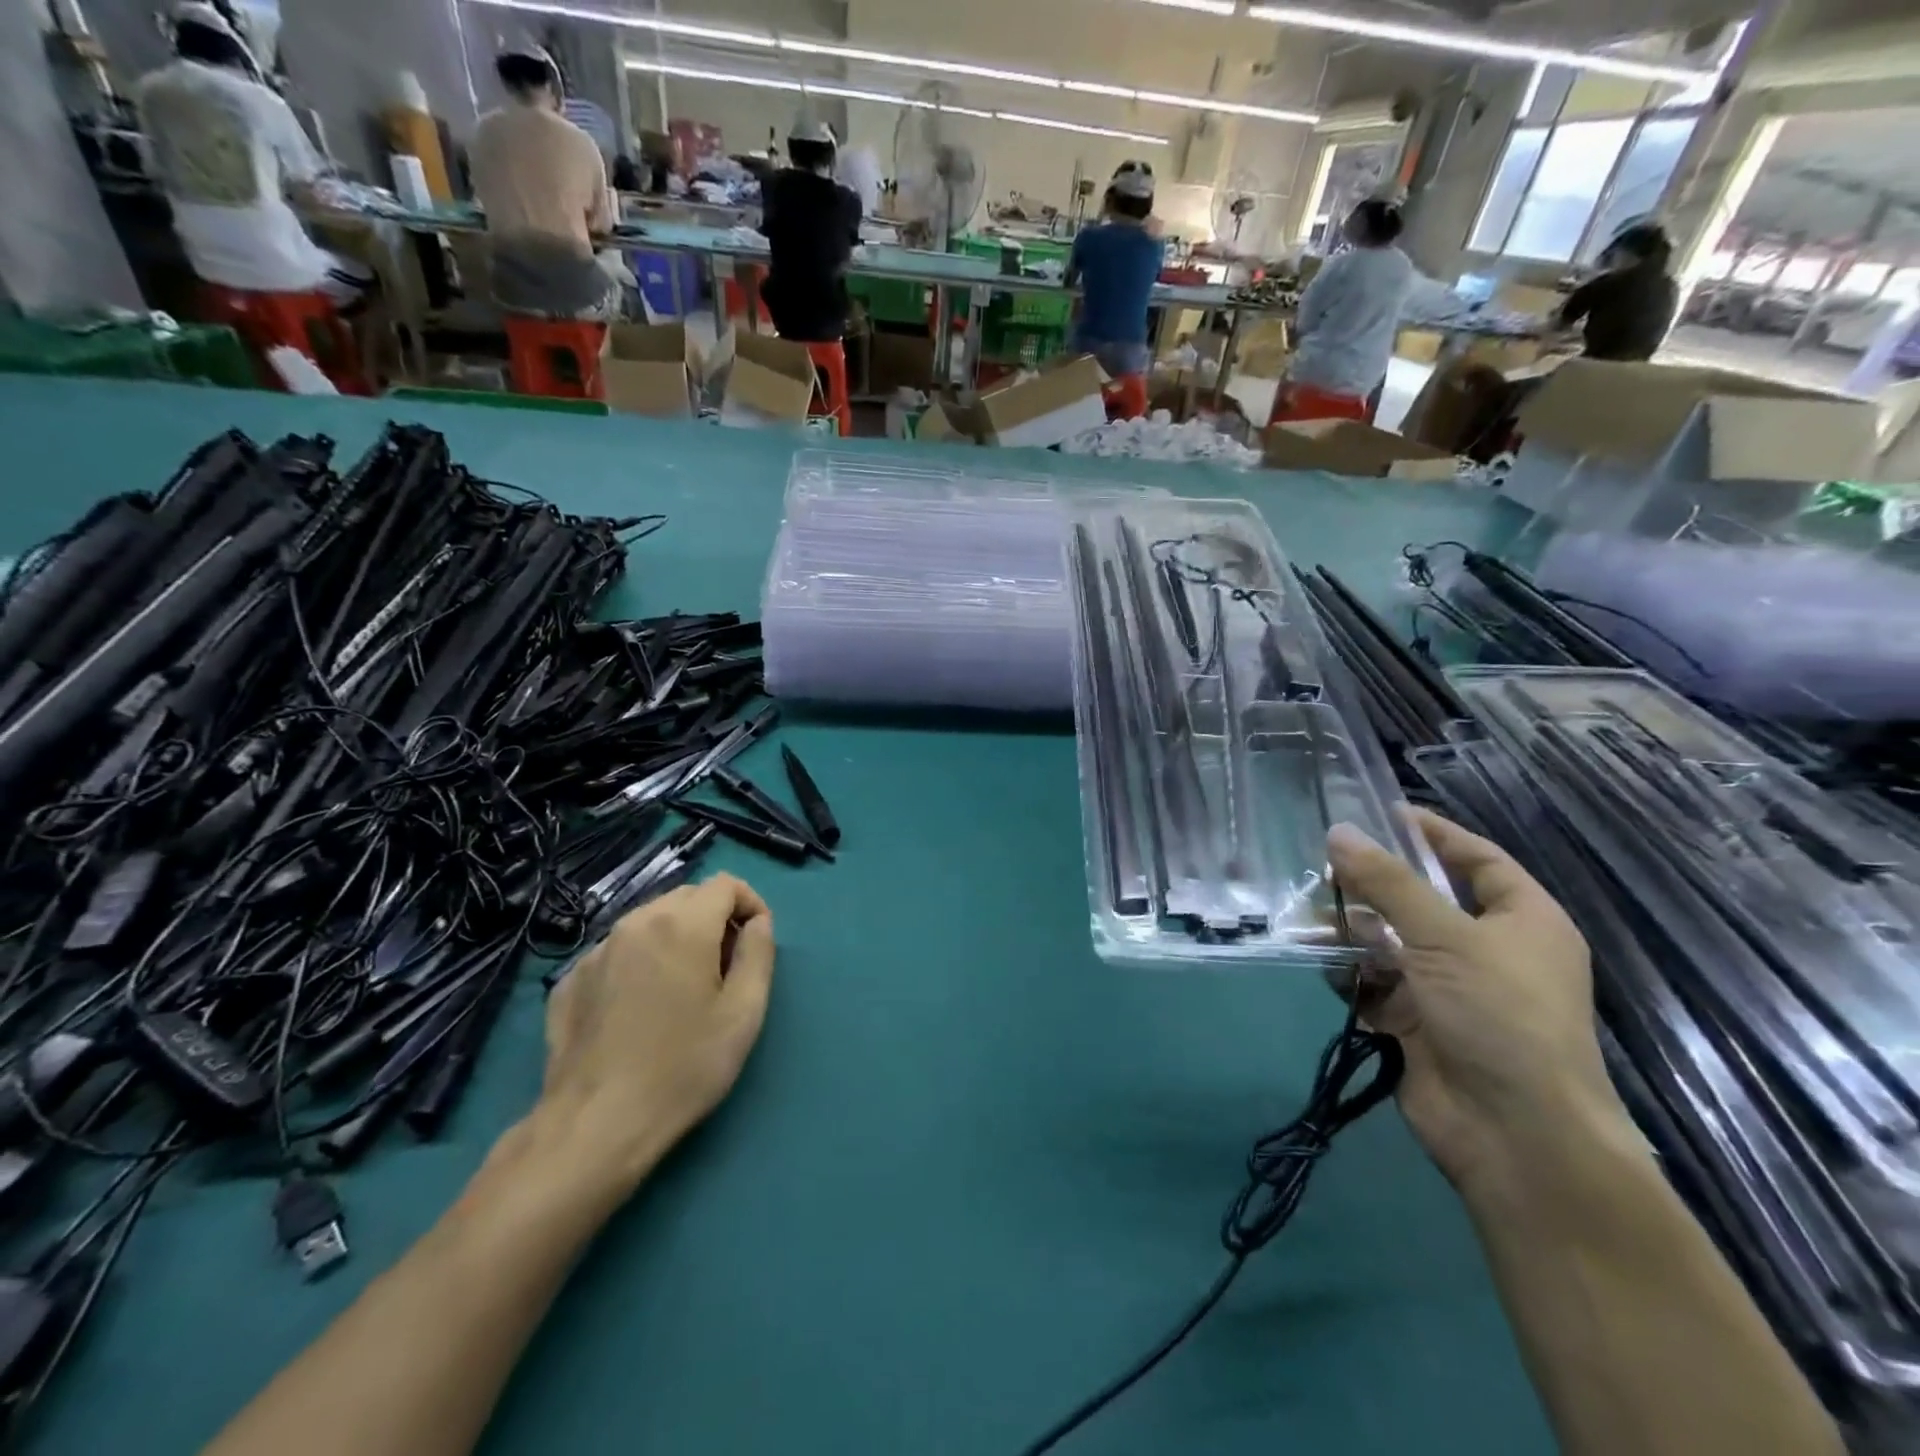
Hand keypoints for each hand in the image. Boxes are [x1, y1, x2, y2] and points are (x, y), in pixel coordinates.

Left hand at [537, 875, 775, 1190]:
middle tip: (725, 968)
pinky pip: (618, 951)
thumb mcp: (744, 1012)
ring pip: (650, 922)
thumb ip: (759, 953)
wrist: (595, 1125)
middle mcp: (636, 923)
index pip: (726, 885)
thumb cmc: (683, 1067)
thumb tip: (758, 924)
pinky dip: (641, 961)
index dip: (750, 904)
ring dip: (677, 938)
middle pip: (687, 898)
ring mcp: (596, 950)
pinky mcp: (570, 980)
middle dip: (715, 919)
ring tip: (684, 988)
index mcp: (682, 924)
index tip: (756, 942)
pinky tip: (641, 1008)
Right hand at [1326, 810, 1624, 1194]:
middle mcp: (1486, 950)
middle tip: (1324, 866)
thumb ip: (1388, 882)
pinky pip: (1373, 983)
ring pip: (1390, 942)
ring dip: (1350, 930)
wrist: (1515, 1136)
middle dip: (1372, 885)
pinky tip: (1320, 961)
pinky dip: (1348, 972)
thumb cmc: (1498, 1016)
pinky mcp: (1416, 1023)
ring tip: (1307, 918)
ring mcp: (1449, 989)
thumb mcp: (1444, 936)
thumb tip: (1339, 832)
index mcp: (1521, 921)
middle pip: (1422, 900)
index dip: (1433, 834)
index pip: (1477, 859)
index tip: (1381, 813)